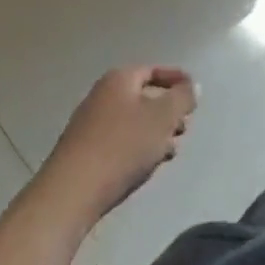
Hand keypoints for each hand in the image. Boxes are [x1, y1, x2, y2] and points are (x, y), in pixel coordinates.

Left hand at [39, 66, 197, 223]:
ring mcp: (89, 126)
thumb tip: (192, 86)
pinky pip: (119, 142)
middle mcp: (102, 96)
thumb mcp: (163, 117)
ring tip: (170, 152)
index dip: (177, 80)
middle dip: (167, 112)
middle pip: (144, 97)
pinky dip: (137, 148)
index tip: (194, 96)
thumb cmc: (121, 146)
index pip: (154, 70)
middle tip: (183, 128)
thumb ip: (183, 97)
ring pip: (133, 122)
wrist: (70, 194)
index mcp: (119, 80)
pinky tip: (146, 166)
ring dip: (155, 134)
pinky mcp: (83, 153)